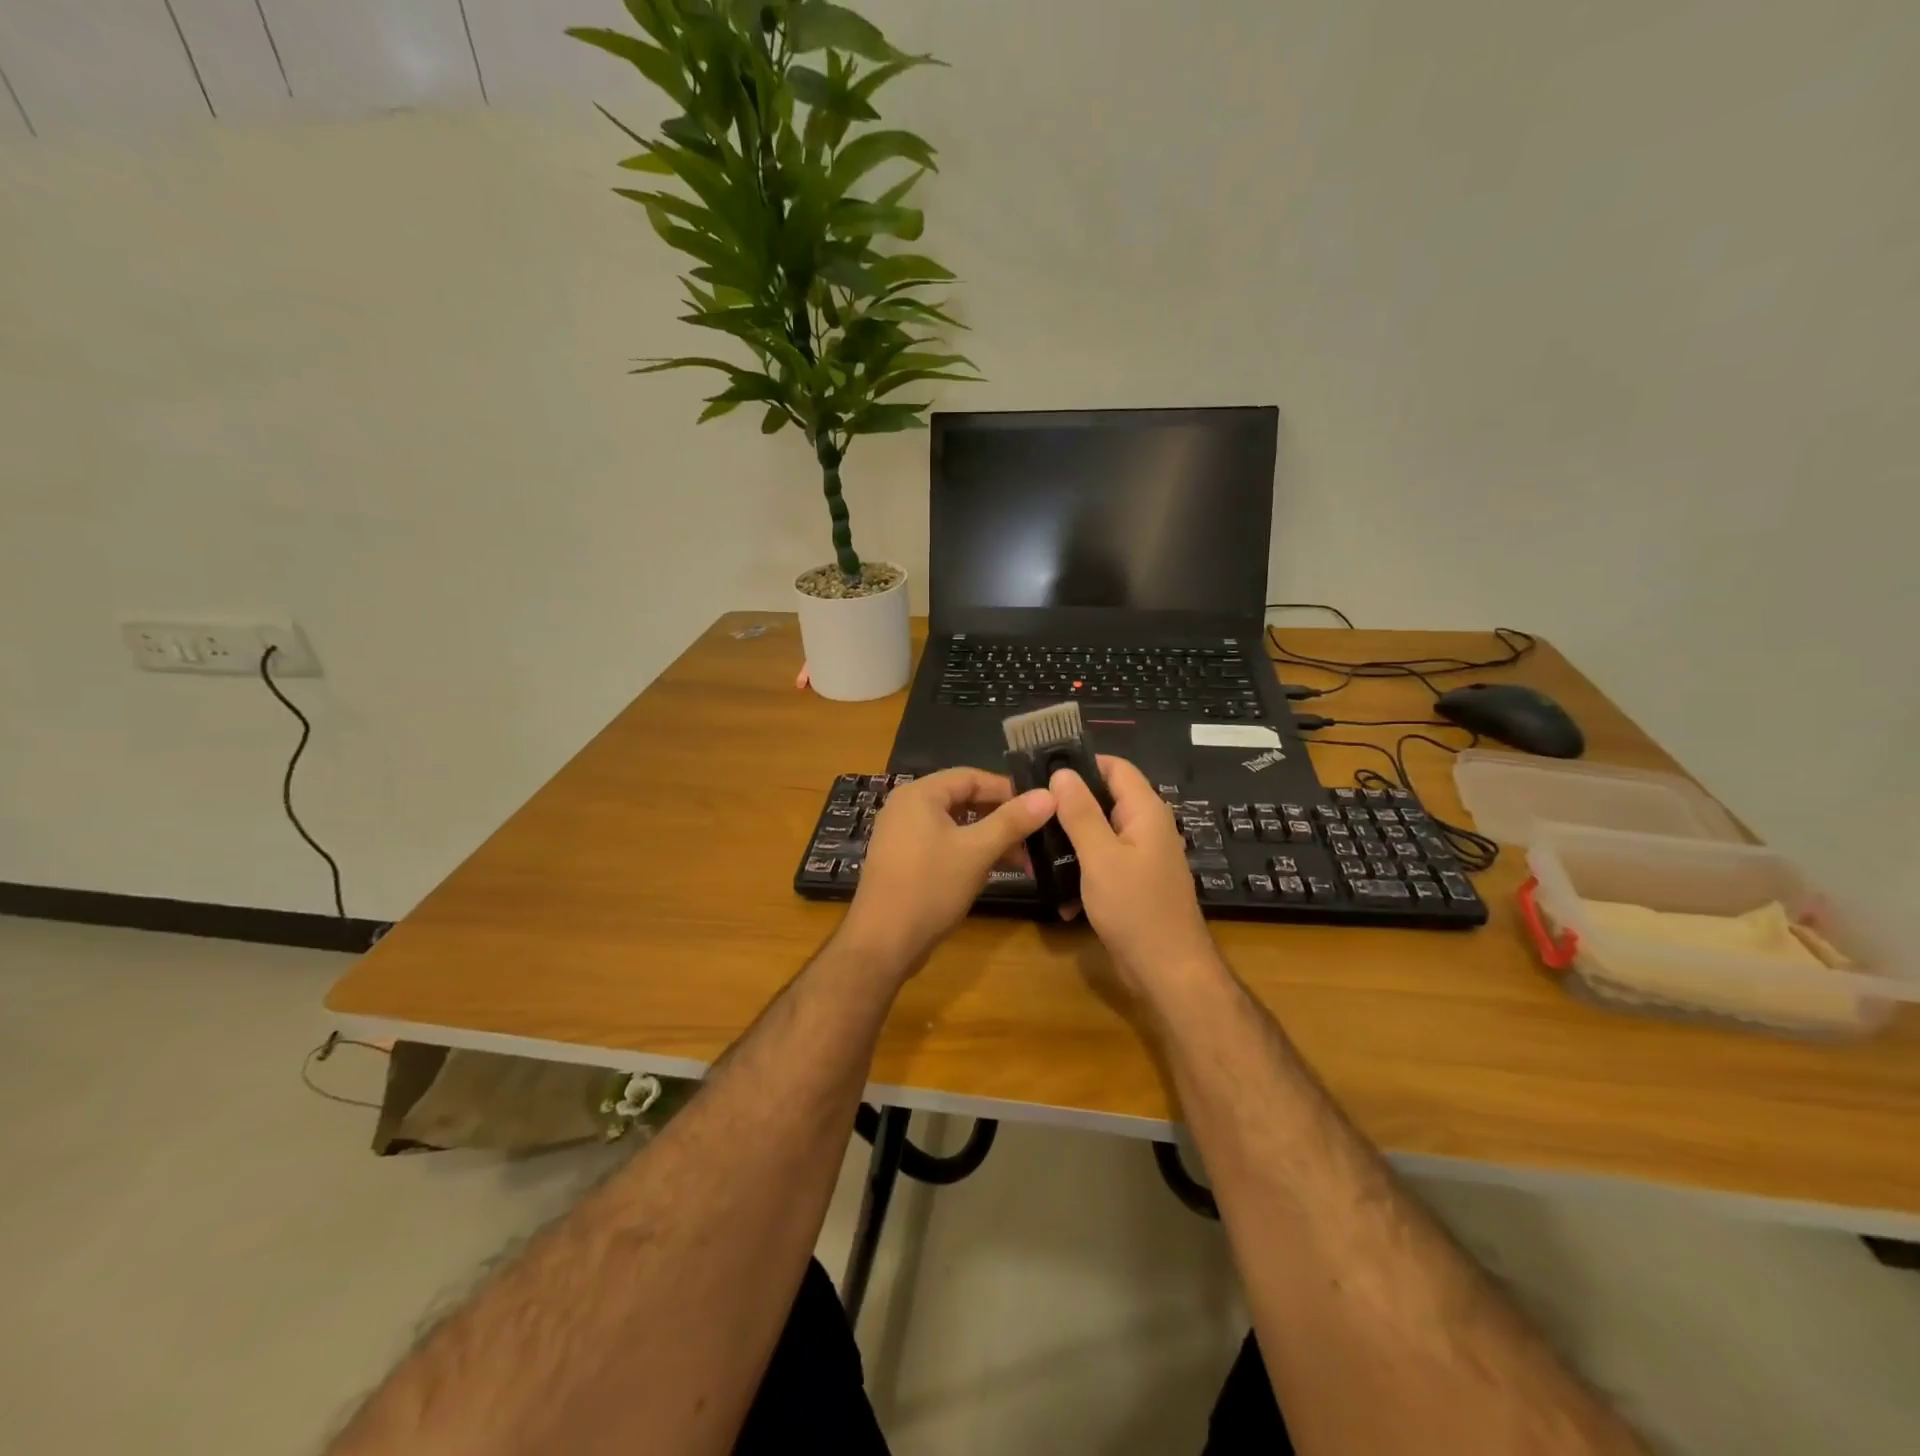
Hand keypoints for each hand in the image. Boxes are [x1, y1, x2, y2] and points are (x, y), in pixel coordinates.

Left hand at [838, 768, 1055, 975]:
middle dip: (1001, 818)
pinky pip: (943, 844)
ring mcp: (902, 835)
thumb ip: (1013, 821)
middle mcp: (907, 807)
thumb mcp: (977, 851)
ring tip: (1023, 860)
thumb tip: (1049, 794)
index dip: (1008, 789)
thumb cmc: (930, 887)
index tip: (1040, 807)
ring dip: (989, 838)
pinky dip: (969, 852)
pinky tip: (995, 870)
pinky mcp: (905, 861)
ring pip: (956, 825)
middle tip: (1035, 835)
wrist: (883, 942)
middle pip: (964, 800)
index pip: (972, 777)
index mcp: (920, 794)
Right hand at [1050, 755, 1218, 995]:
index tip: (1042, 769)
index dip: (1081, 762)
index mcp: (1145, 811)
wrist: (1168, 971)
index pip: (1115, 767)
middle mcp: (1147, 827)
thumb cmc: (1135, 908)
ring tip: (1033, 845)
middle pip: (1105, 799)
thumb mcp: (1101, 856)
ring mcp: (1141, 856)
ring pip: (1100, 832)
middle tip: (1029, 808)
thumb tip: (1062, 772)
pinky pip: (1102, 861)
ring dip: (1070, 839)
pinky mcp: (1133, 882)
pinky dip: (1081, 868)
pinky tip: (1056, 887)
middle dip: (1068, 803)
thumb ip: (1081, 812)